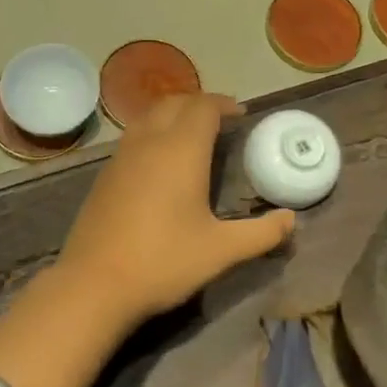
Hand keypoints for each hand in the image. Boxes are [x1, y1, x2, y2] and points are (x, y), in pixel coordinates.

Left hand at [55, 95, 295, 329]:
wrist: (94, 283)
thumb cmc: (163, 261)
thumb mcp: (221, 251)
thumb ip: (261, 233)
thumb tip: (291, 220)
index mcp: (181, 150)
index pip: (203, 107)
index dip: (224, 104)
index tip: (241, 115)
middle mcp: (149, 142)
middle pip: (174, 103)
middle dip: (199, 104)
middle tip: (220, 120)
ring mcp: (122, 156)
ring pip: (149, 116)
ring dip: (173, 114)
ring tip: (192, 134)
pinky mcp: (105, 174)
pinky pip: (133, 136)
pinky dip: (153, 132)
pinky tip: (160, 161)